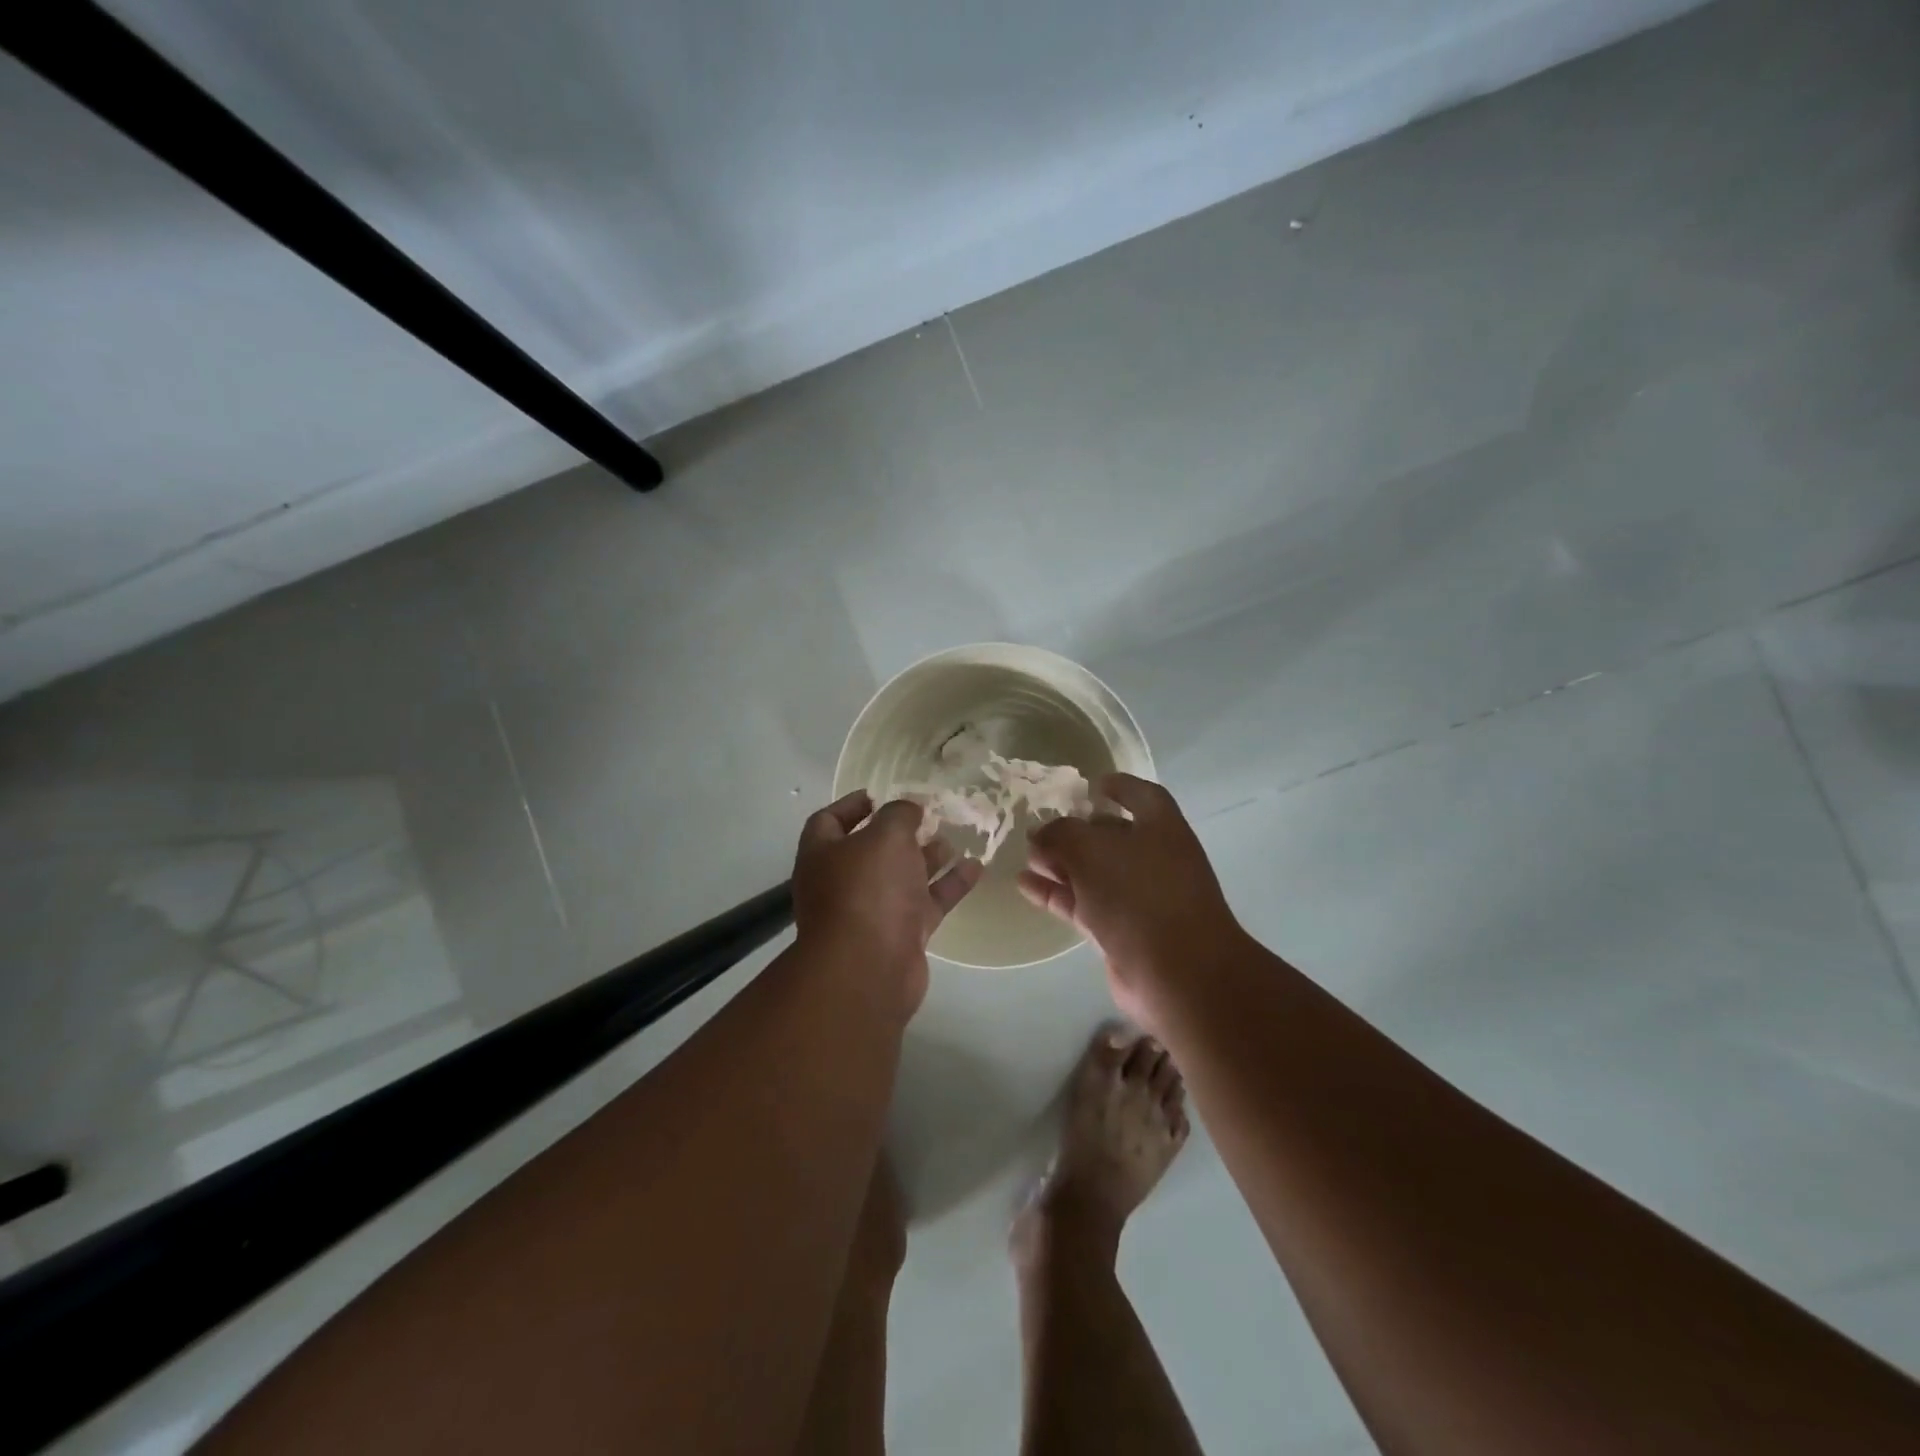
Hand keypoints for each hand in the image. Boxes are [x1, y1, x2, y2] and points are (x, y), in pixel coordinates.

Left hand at [791, 791, 981, 1019]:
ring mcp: (872, 911)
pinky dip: (949, 885)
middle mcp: (843, 882)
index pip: (829, 821)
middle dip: (900, 833)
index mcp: (823, 854)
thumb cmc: (868, 889)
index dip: (853, 804)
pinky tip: (976, 867)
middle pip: (871, 851)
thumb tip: (908, 808)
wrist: (870, 968)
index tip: (881, 794)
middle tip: (929, 816)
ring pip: (902, 877)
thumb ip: (899, 815)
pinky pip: (927, 902)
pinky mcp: (901, 934)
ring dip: (927, 857)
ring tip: (954, 838)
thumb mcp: (885, 836)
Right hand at [1018, 774, 1245, 1028]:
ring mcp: (1139, 898)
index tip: (1090, 785)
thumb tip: (1040, 836)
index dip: (1118, 786)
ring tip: (1026, 856)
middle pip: (1112, 835)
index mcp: (1161, 828)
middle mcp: (1154, 859)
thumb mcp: (1091, 849)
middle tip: (1040, 827)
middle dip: (1077, 830)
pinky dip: (1056, 894)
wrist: (1177, 972)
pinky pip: (1083, 904)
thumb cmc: (1140, 893)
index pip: (1141, 796)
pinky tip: (1024, 886)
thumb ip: (1061, 835)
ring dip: (1061, 863)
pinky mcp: (1121, 932)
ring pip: (1094, 873)